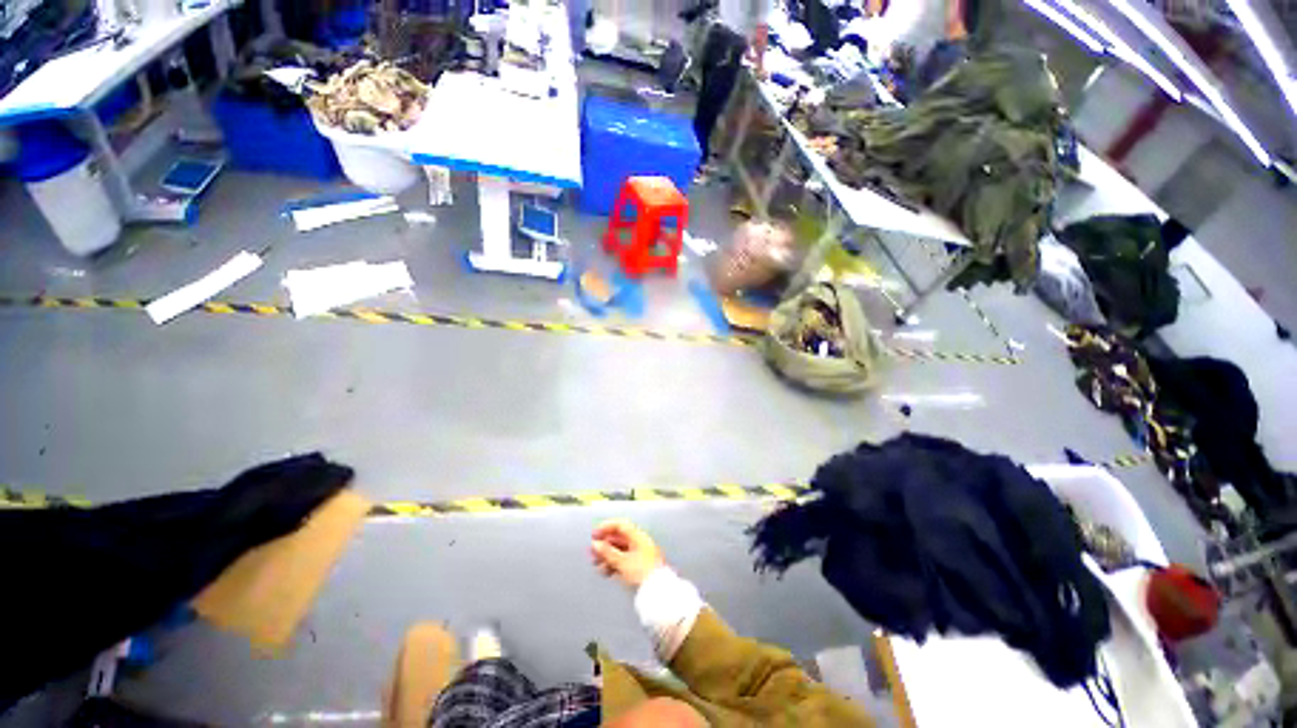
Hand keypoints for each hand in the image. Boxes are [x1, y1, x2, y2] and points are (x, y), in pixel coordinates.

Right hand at [591, 519, 665, 588]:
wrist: (657, 593)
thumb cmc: (642, 574)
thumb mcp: (622, 562)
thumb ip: (608, 552)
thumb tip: (596, 544)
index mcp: (638, 537)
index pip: (620, 525)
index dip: (606, 527)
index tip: (594, 535)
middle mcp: (639, 543)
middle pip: (618, 539)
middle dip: (604, 544)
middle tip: (591, 551)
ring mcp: (639, 555)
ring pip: (619, 551)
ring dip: (606, 556)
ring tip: (595, 564)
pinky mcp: (638, 567)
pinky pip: (623, 561)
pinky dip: (613, 564)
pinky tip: (605, 571)